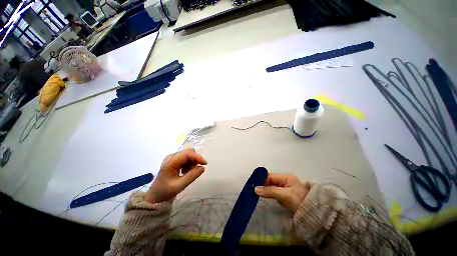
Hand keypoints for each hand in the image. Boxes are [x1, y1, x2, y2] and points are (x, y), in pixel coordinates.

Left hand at [144, 148, 206, 202]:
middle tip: (197, 169)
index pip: (187, 153)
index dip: (197, 157)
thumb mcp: (180, 185)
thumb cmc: (165, 191)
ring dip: (192, 162)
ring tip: (190, 172)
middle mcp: (172, 156)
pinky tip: (186, 171)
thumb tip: (203, 167)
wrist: (155, 196)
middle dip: (195, 159)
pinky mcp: (174, 161)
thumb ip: (192, 176)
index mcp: (171, 161)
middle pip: (188, 152)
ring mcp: (173, 158)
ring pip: (188, 155)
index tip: (205, 164)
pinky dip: (189, 164)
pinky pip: (186, 159)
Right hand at [255, 173, 314, 214]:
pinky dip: (270, 193)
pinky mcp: (286, 193)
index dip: (262, 180)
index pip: (271, 176)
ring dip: (266, 189)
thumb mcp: (284, 196)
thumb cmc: (299, 202)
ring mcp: (286, 186)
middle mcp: (285, 180)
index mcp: (286, 177)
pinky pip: (275, 191)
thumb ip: (269, 191)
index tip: (255, 187)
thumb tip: (255, 189)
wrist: (314, 215)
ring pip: (272, 186)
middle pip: (271, 180)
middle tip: (255, 191)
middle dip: (263, 185)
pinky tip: (265, 196)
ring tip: (258, 194)